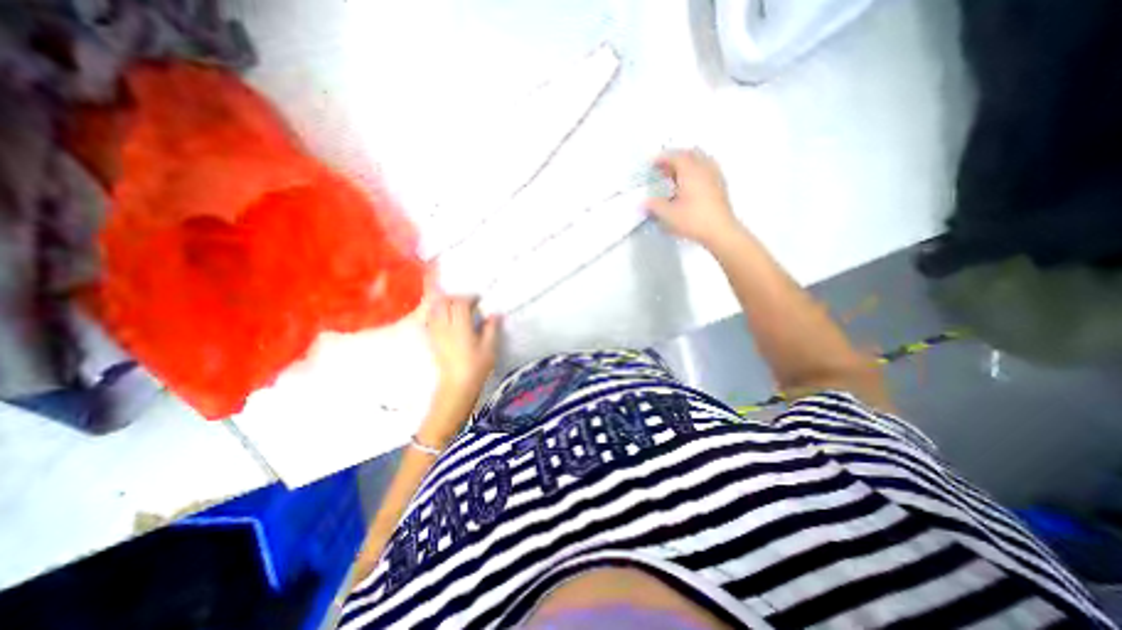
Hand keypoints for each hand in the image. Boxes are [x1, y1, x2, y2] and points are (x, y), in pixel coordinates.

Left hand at [428, 293, 500, 398]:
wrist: (458, 384)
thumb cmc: (477, 366)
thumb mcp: (489, 347)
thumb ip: (491, 328)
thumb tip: (494, 314)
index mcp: (461, 327)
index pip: (460, 303)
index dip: (469, 298)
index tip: (478, 300)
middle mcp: (445, 327)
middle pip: (444, 303)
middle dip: (455, 298)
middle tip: (466, 302)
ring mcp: (436, 333)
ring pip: (434, 309)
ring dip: (444, 303)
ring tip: (455, 307)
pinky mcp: (432, 339)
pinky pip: (430, 319)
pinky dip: (436, 313)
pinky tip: (445, 317)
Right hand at [644, 147, 742, 248]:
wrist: (720, 231)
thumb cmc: (693, 220)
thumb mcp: (668, 215)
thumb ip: (654, 206)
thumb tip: (644, 202)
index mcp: (690, 171)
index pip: (675, 156)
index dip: (662, 158)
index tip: (652, 164)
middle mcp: (704, 168)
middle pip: (689, 154)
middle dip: (674, 158)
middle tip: (662, 168)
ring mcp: (714, 176)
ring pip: (700, 160)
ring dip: (686, 164)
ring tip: (676, 175)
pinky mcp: (720, 186)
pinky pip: (707, 169)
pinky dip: (696, 171)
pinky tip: (690, 185)